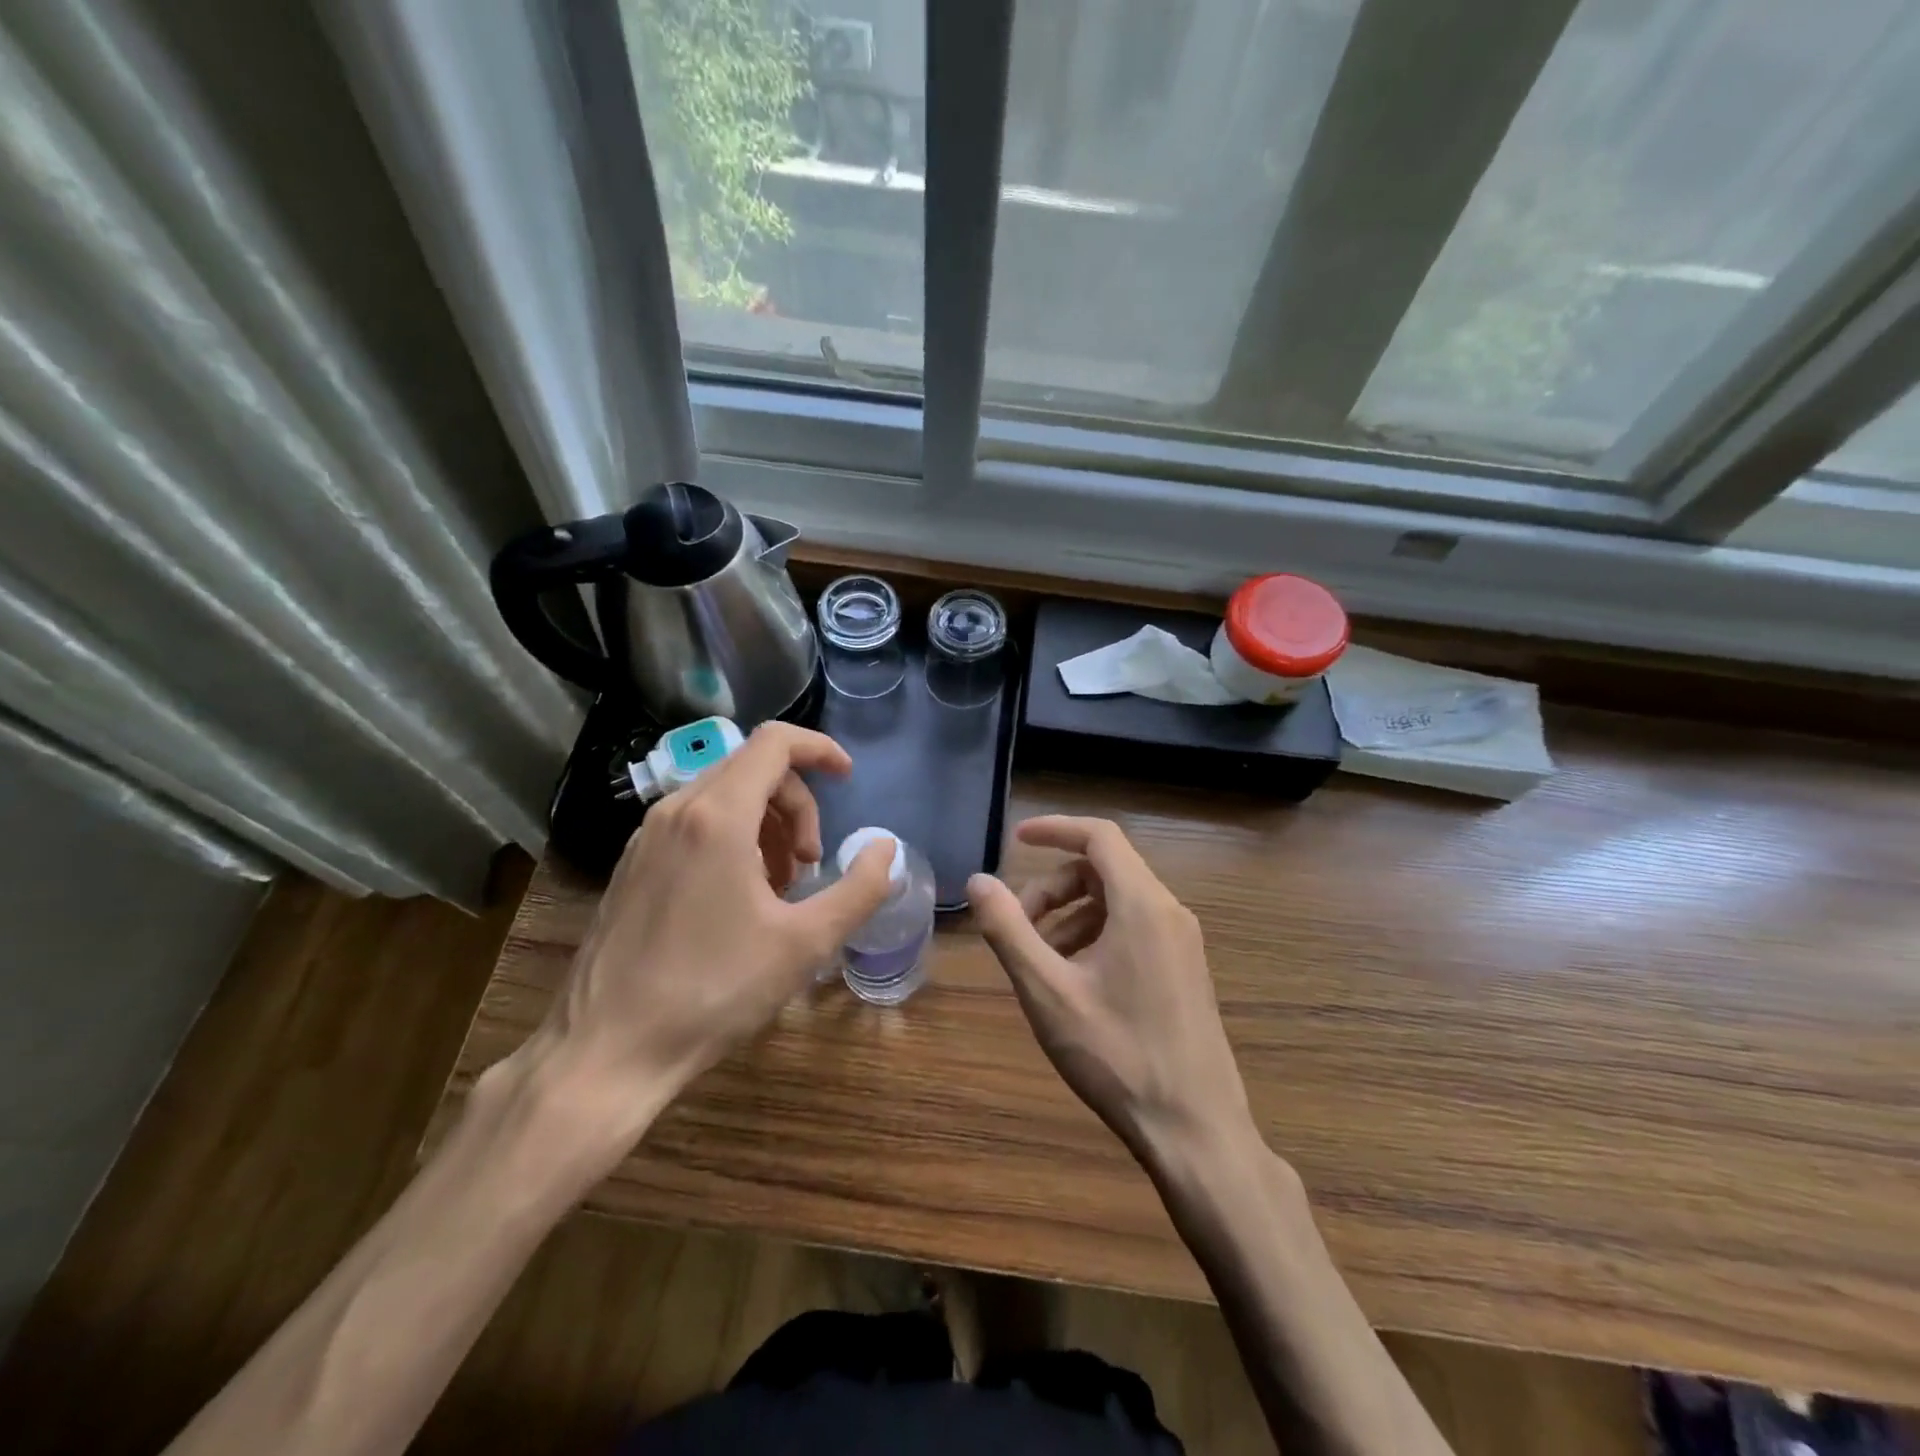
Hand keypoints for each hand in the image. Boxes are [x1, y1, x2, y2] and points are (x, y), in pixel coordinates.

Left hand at [517, 723, 895, 1150]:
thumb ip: (860, 888)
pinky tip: (739, 899)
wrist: (607, 1051)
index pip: (775, 742)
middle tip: (812, 865)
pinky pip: (695, 823)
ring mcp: (646, 837)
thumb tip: (886, 848)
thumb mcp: (805, 943)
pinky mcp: (632, 864)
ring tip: (780, 887)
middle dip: (798, 804)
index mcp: (718, 816)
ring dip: (768, 825)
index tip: (848, 778)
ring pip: (723, 795)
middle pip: (753, 768)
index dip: (820, 749)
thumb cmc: (714, 992)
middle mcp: (676, 811)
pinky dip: (733, 839)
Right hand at [968, 816, 1254, 1165]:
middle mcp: (1170, 912)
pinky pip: (1134, 929)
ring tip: (1040, 962)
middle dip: (1053, 887)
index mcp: (1142, 904)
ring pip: (1117, 901)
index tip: (1016, 841)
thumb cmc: (1117, 1055)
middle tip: (1017, 928)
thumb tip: (979, 882)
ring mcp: (1183, 942)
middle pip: (1103, 870)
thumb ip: (1008, 931)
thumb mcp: (1048, 992)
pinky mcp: (1185, 970)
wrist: (1196, 1131)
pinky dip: (1096, 936)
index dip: (1055, 829)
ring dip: (1071, 915)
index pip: (1099, 837)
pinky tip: (1074, 982)